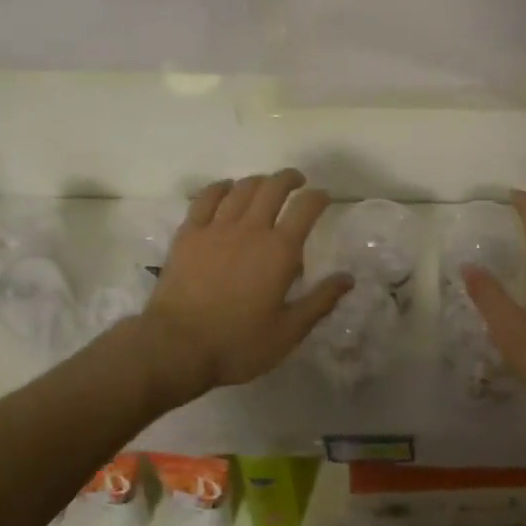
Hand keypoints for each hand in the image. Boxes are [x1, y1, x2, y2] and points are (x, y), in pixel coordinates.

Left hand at [139, 169, 351, 401]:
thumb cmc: (237, 343)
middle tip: (297, 182)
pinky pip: (206, 198)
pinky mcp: (188, 233)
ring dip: (259, 181)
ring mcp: (216, 228)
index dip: (318, 197)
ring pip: (242, 188)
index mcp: (279, 251)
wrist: (177, 346)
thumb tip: (348, 278)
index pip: (306, 207)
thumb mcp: (288, 332)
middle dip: (289, 179)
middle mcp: (250, 229)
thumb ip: (320, 301)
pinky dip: (220, 188)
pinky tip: (226, 189)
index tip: (323, 198)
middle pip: (273, 187)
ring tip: (265, 186)